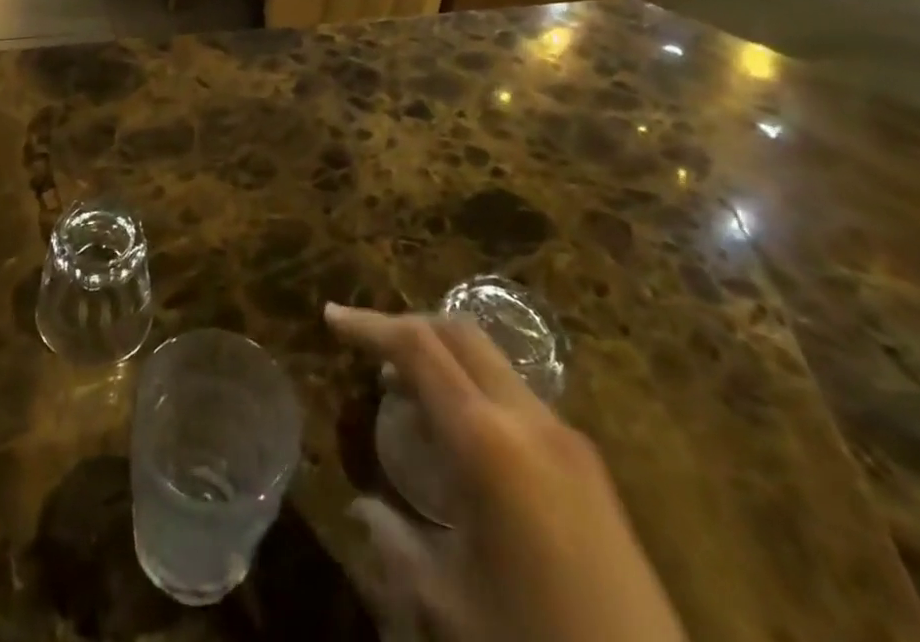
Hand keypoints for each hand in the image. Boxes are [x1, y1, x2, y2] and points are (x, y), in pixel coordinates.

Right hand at [326, 304, 684, 641]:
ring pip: (491, 361)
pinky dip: (473, 389)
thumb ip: (398, 544)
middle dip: (407, 327)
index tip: (331, 317)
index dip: (369, 325)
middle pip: (459, 333)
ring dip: (442, 358)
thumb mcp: (453, 603)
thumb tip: (361, 510)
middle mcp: (528, 419)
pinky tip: (459, 436)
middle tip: (366, 349)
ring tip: (404, 392)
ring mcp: (566, 437)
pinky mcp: (588, 464)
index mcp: (487, 441)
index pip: (417, 347)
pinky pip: (516, 397)